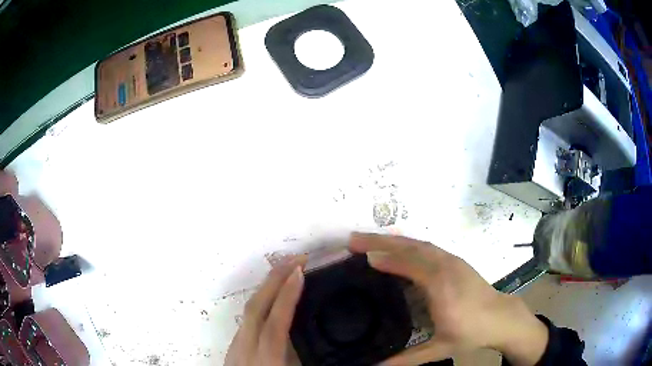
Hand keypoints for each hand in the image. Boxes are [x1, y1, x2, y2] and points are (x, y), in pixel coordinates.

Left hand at [225, 255, 306, 365]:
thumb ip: (306, 355)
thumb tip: (325, 337)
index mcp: (266, 358)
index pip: (275, 322)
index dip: (287, 296)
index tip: (300, 271)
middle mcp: (246, 346)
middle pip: (256, 306)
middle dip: (275, 278)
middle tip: (297, 259)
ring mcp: (237, 344)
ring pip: (249, 309)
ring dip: (268, 286)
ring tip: (286, 271)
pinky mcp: (234, 344)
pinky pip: (247, 316)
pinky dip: (261, 299)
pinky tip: (272, 296)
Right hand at [350, 233, 547, 365]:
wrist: (501, 317)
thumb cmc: (471, 333)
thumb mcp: (440, 350)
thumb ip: (406, 359)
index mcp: (443, 289)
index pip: (411, 266)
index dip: (386, 260)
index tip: (361, 257)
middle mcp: (446, 268)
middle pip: (411, 248)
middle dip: (380, 241)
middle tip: (353, 239)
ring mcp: (452, 261)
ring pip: (418, 243)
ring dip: (392, 239)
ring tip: (367, 238)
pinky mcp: (455, 260)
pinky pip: (427, 246)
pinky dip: (406, 242)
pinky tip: (396, 244)